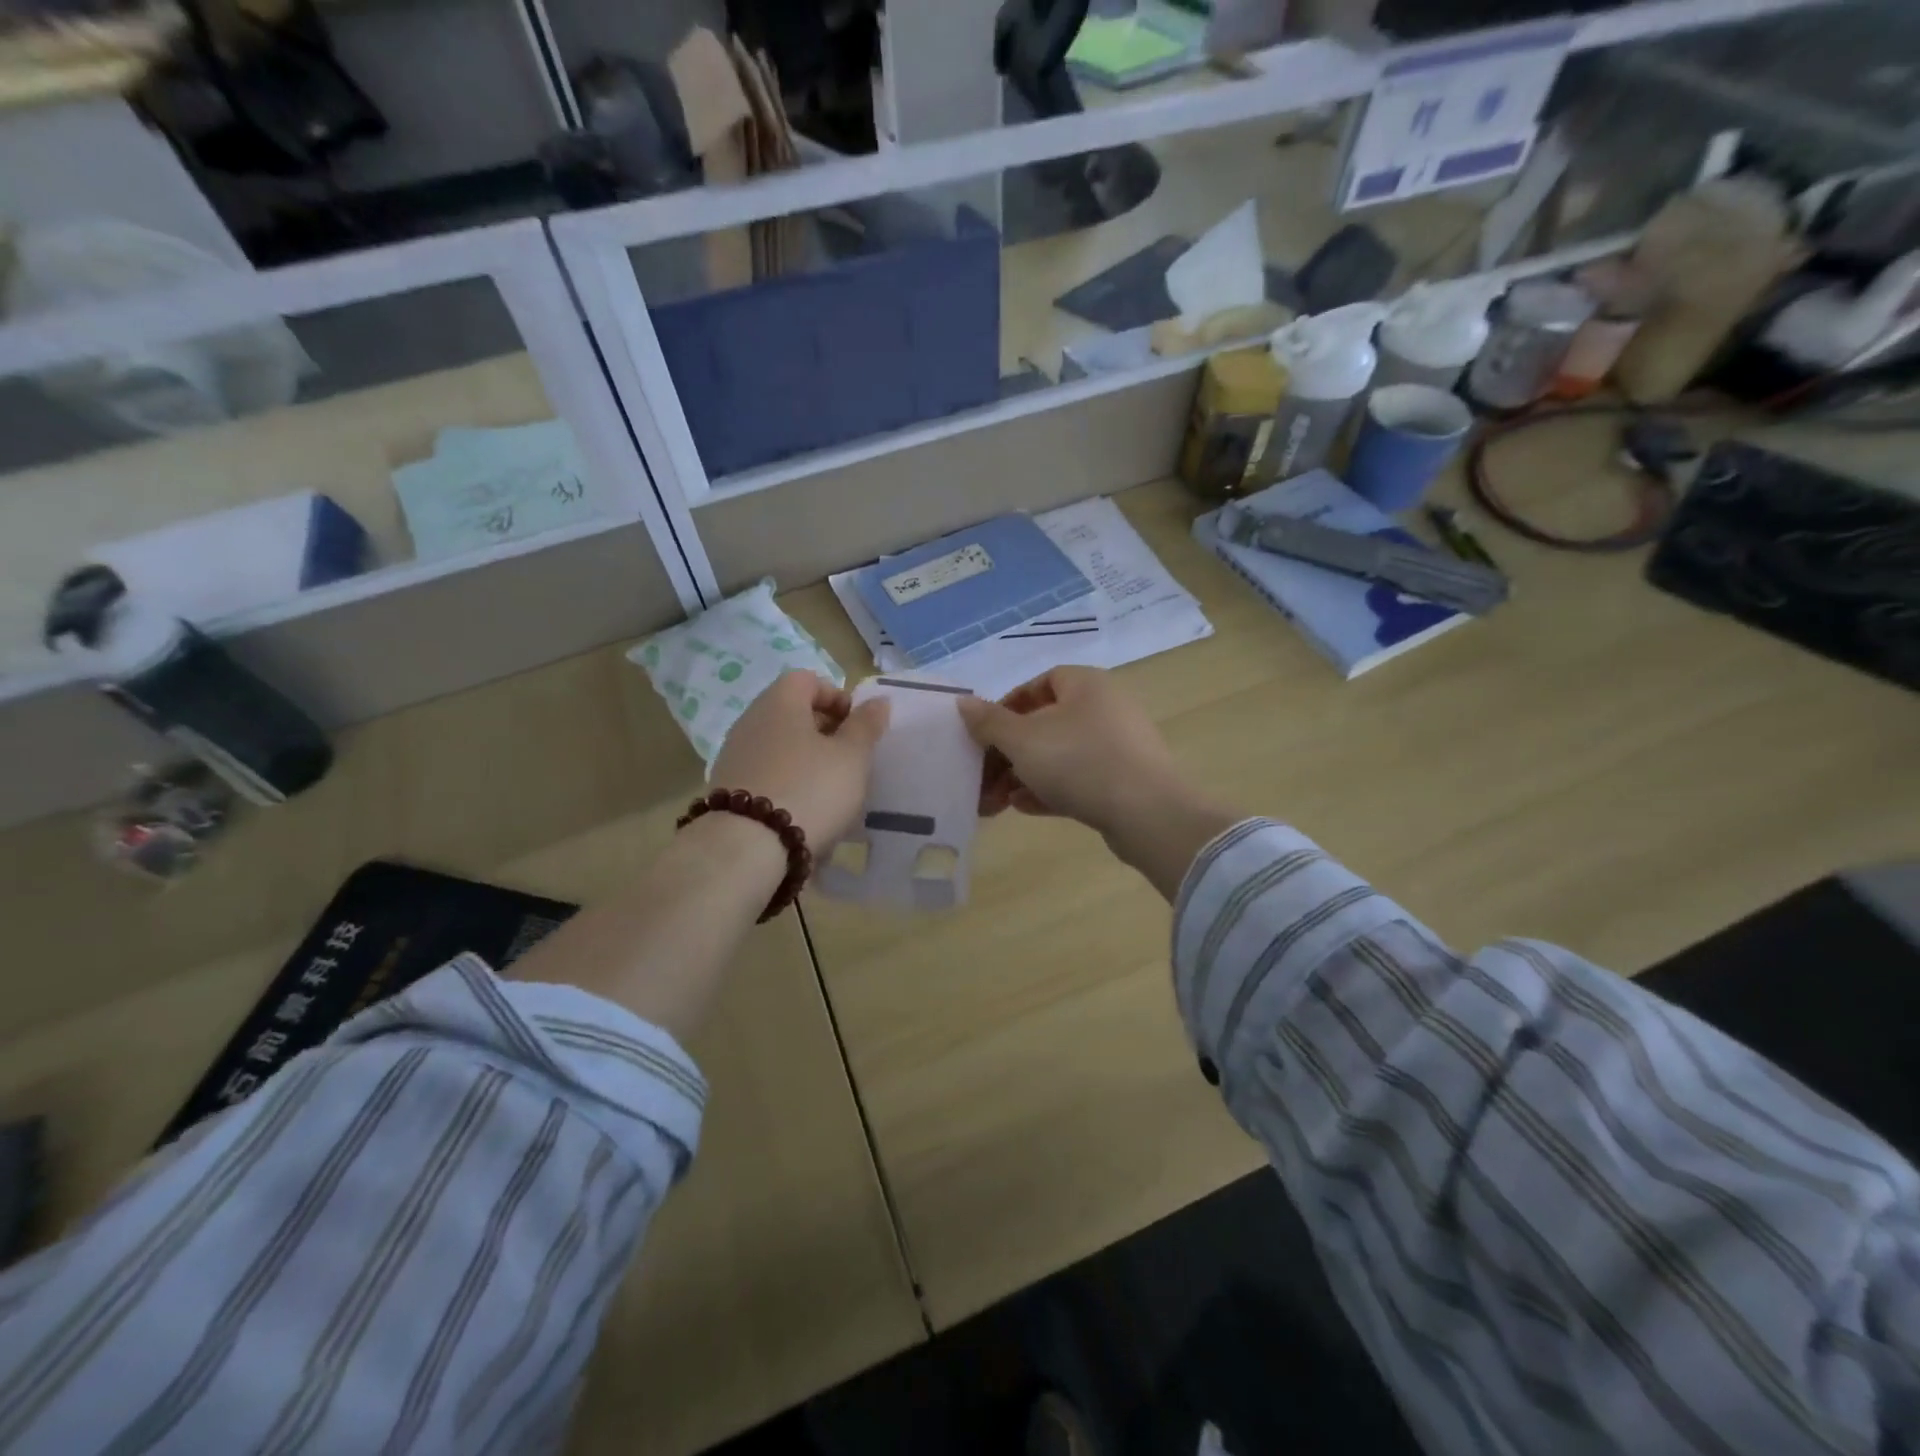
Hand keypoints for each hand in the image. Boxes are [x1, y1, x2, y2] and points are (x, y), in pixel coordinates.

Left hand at [710, 671, 889, 847]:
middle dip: (825, 731)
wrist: (746, 847)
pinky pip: (765, 774)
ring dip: (806, 760)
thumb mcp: (852, 757)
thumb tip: (877, 701)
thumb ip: (866, 726)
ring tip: (830, 791)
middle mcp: (751, 720)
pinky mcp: (727, 788)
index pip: (808, 679)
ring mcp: (734, 755)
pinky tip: (803, 811)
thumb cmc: (810, 789)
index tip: (857, 728)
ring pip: (779, 745)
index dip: (837, 697)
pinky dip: (786, 783)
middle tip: (849, 760)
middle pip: (792, 712)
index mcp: (780, 702)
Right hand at [955, 666, 1184, 836]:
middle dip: (1008, 753)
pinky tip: (1023, 808)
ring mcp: (1118, 745)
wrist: (1147, 813)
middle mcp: (1105, 708)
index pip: (1039, 683)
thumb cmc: (1078, 761)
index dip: (1007, 707)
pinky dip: (1049, 789)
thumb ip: (989, 722)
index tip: (985, 734)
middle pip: (1045, 724)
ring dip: (1024, 775)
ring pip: (1059, 755)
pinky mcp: (1124, 780)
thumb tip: (962, 702)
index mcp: (1085, 685)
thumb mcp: (1022, 739)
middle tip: (982, 779)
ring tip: (996, 802)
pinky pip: (1079, 779)